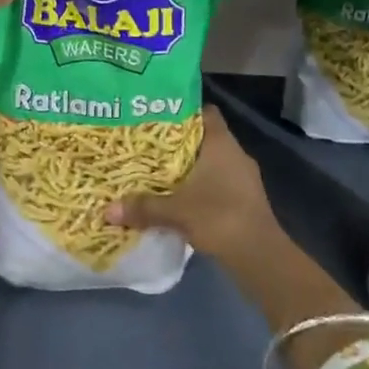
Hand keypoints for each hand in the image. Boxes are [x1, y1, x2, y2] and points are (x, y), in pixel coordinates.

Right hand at [102, 105, 279, 260]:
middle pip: (205, 137)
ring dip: (191, 167)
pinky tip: (182, 198)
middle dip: (180, 142)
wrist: (261, 256)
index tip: (159, 115)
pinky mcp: (245, 200)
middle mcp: (235, 153)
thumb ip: (143, 207)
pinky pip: (219, 183)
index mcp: (221, 143)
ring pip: (212, 162)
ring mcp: (243, 178)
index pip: (206, 112)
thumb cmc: (219, 217)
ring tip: (161, 171)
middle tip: (150, 145)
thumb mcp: (176, 211)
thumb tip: (107, 210)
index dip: (184, 111)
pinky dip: (202, 187)